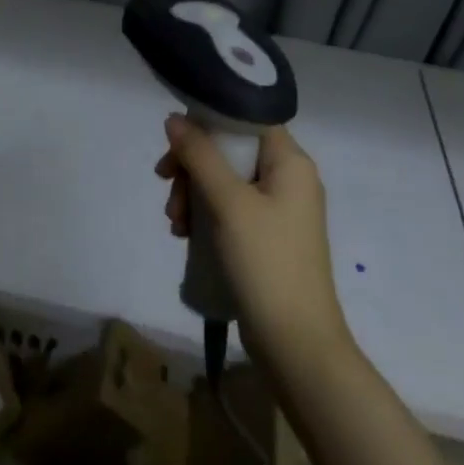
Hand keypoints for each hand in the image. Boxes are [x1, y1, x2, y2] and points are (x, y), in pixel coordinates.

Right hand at [157, 116, 352, 369]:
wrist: (297, 346)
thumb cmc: (267, 263)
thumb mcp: (228, 203)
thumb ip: (199, 155)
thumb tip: (174, 118)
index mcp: (291, 162)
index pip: (246, 118)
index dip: (208, 121)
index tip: (176, 139)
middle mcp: (288, 178)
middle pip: (230, 149)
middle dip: (192, 165)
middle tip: (165, 184)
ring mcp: (278, 209)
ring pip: (224, 179)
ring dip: (193, 192)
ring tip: (175, 222)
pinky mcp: (266, 236)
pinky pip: (229, 207)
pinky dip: (204, 214)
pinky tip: (184, 234)